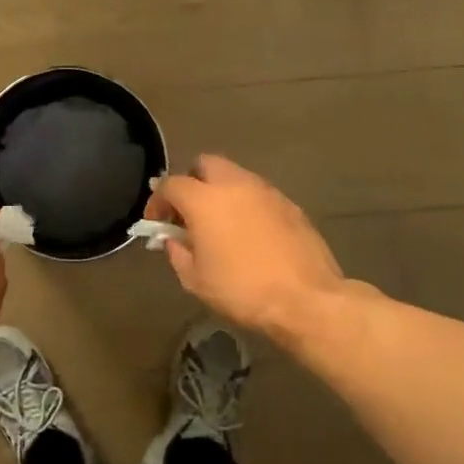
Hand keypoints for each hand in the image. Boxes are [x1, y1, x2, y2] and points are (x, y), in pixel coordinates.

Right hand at [146, 155, 354, 343]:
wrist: (306, 299)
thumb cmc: (241, 290)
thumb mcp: (195, 279)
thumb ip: (177, 252)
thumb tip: (174, 240)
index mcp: (204, 200)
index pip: (170, 184)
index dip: (157, 201)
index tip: (156, 223)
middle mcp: (235, 184)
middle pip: (205, 164)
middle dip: (191, 182)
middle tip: (188, 213)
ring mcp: (266, 191)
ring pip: (235, 176)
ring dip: (220, 192)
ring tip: (219, 224)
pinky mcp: (290, 204)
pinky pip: (258, 194)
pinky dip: (245, 204)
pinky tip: (248, 233)